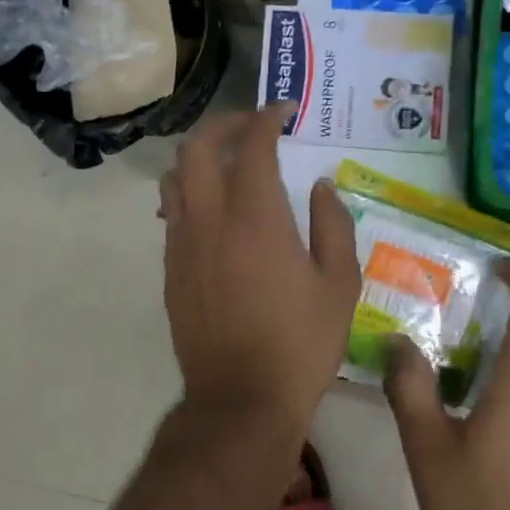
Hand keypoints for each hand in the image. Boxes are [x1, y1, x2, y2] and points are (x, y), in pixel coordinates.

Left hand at [159, 104, 360, 427]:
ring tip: (229, 165)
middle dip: (224, 124)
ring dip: (200, 157)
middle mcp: (209, 219)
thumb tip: (321, 186)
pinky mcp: (170, 269)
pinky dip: (191, 193)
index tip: (283, 111)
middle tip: (253, 128)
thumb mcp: (338, 284)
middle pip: (198, 147)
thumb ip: (333, 225)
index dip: (266, 117)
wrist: (241, 399)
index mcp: (256, 218)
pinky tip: (215, 211)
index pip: (252, 145)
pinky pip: (172, 212)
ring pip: (175, 177)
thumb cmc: (300, 343)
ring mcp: (182, 244)